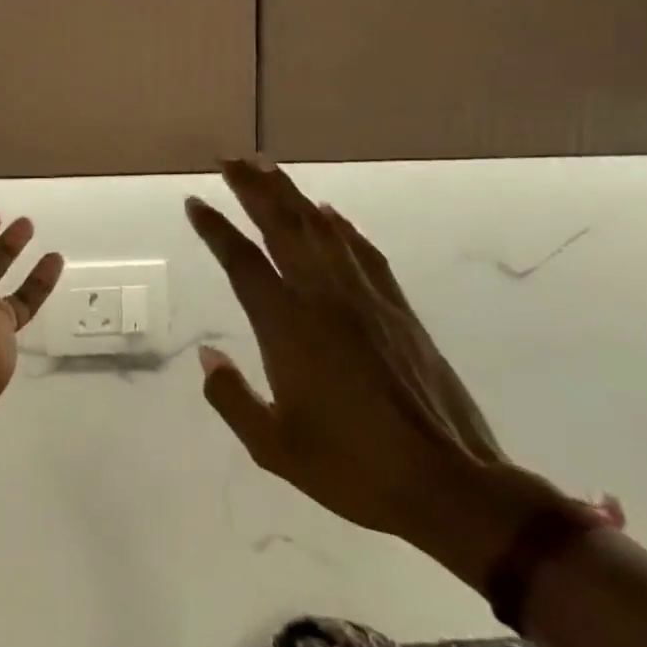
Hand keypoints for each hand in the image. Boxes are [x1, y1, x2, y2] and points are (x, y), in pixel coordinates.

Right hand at [185, 159, 543, 570]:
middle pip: (282, 226)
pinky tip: (330, 213)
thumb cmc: (354, 469)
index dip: (215, 227)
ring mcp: (365, 298)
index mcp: (287, 326)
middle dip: (252, 188)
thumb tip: (206, 357)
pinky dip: (342, 226)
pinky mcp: (398, 309)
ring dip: (291, 194)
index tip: (194, 200)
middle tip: (228, 159)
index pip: (242, 261)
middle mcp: (323, 298)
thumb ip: (232, 398)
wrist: (451, 487)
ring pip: (321, 229)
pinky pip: (363, 252)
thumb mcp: (274, 447)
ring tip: (267, 167)